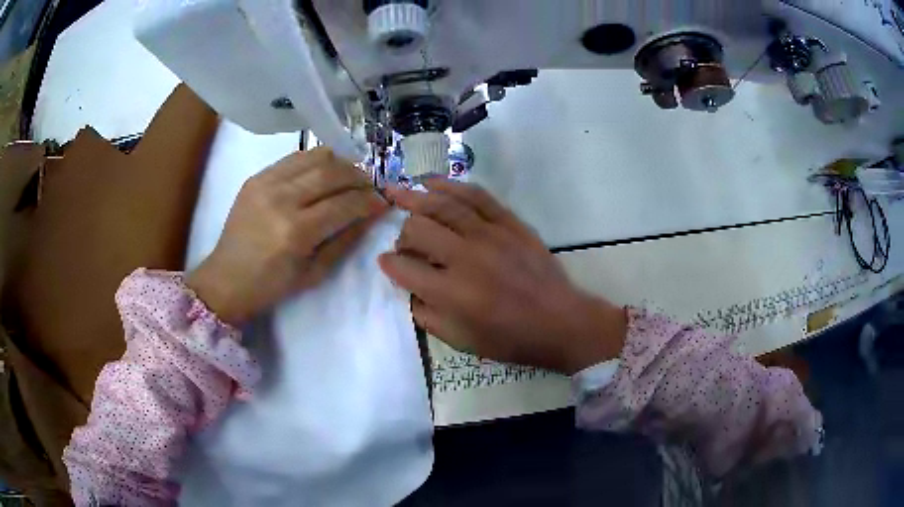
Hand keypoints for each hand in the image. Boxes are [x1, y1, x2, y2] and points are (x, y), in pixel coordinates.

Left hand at [187, 148, 387, 325]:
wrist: (226, 279)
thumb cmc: (272, 286)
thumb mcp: (315, 273)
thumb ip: (345, 240)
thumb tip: (371, 214)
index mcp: (296, 232)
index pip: (344, 203)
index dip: (369, 200)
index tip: (383, 201)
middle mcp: (281, 199)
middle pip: (332, 172)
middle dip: (359, 176)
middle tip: (370, 186)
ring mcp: (266, 183)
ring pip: (315, 157)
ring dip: (340, 163)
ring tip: (350, 175)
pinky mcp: (256, 177)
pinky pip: (294, 158)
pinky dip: (316, 160)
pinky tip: (324, 171)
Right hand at [378, 180, 626, 374]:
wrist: (560, 321)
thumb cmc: (510, 338)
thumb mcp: (461, 340)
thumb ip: (427, 316)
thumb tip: (408, 290)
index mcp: (452, 292)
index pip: (404, 269)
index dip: (388, 264)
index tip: (385, 262)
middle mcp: (466, 258)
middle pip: (418, 230)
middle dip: (402, 235)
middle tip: (405, 243)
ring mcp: (490, 235)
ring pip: (443, 205)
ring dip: (415, 197)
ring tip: (396, 191)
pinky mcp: (509, 223)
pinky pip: (476, 196)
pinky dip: (451, 186)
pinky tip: (433, 182)